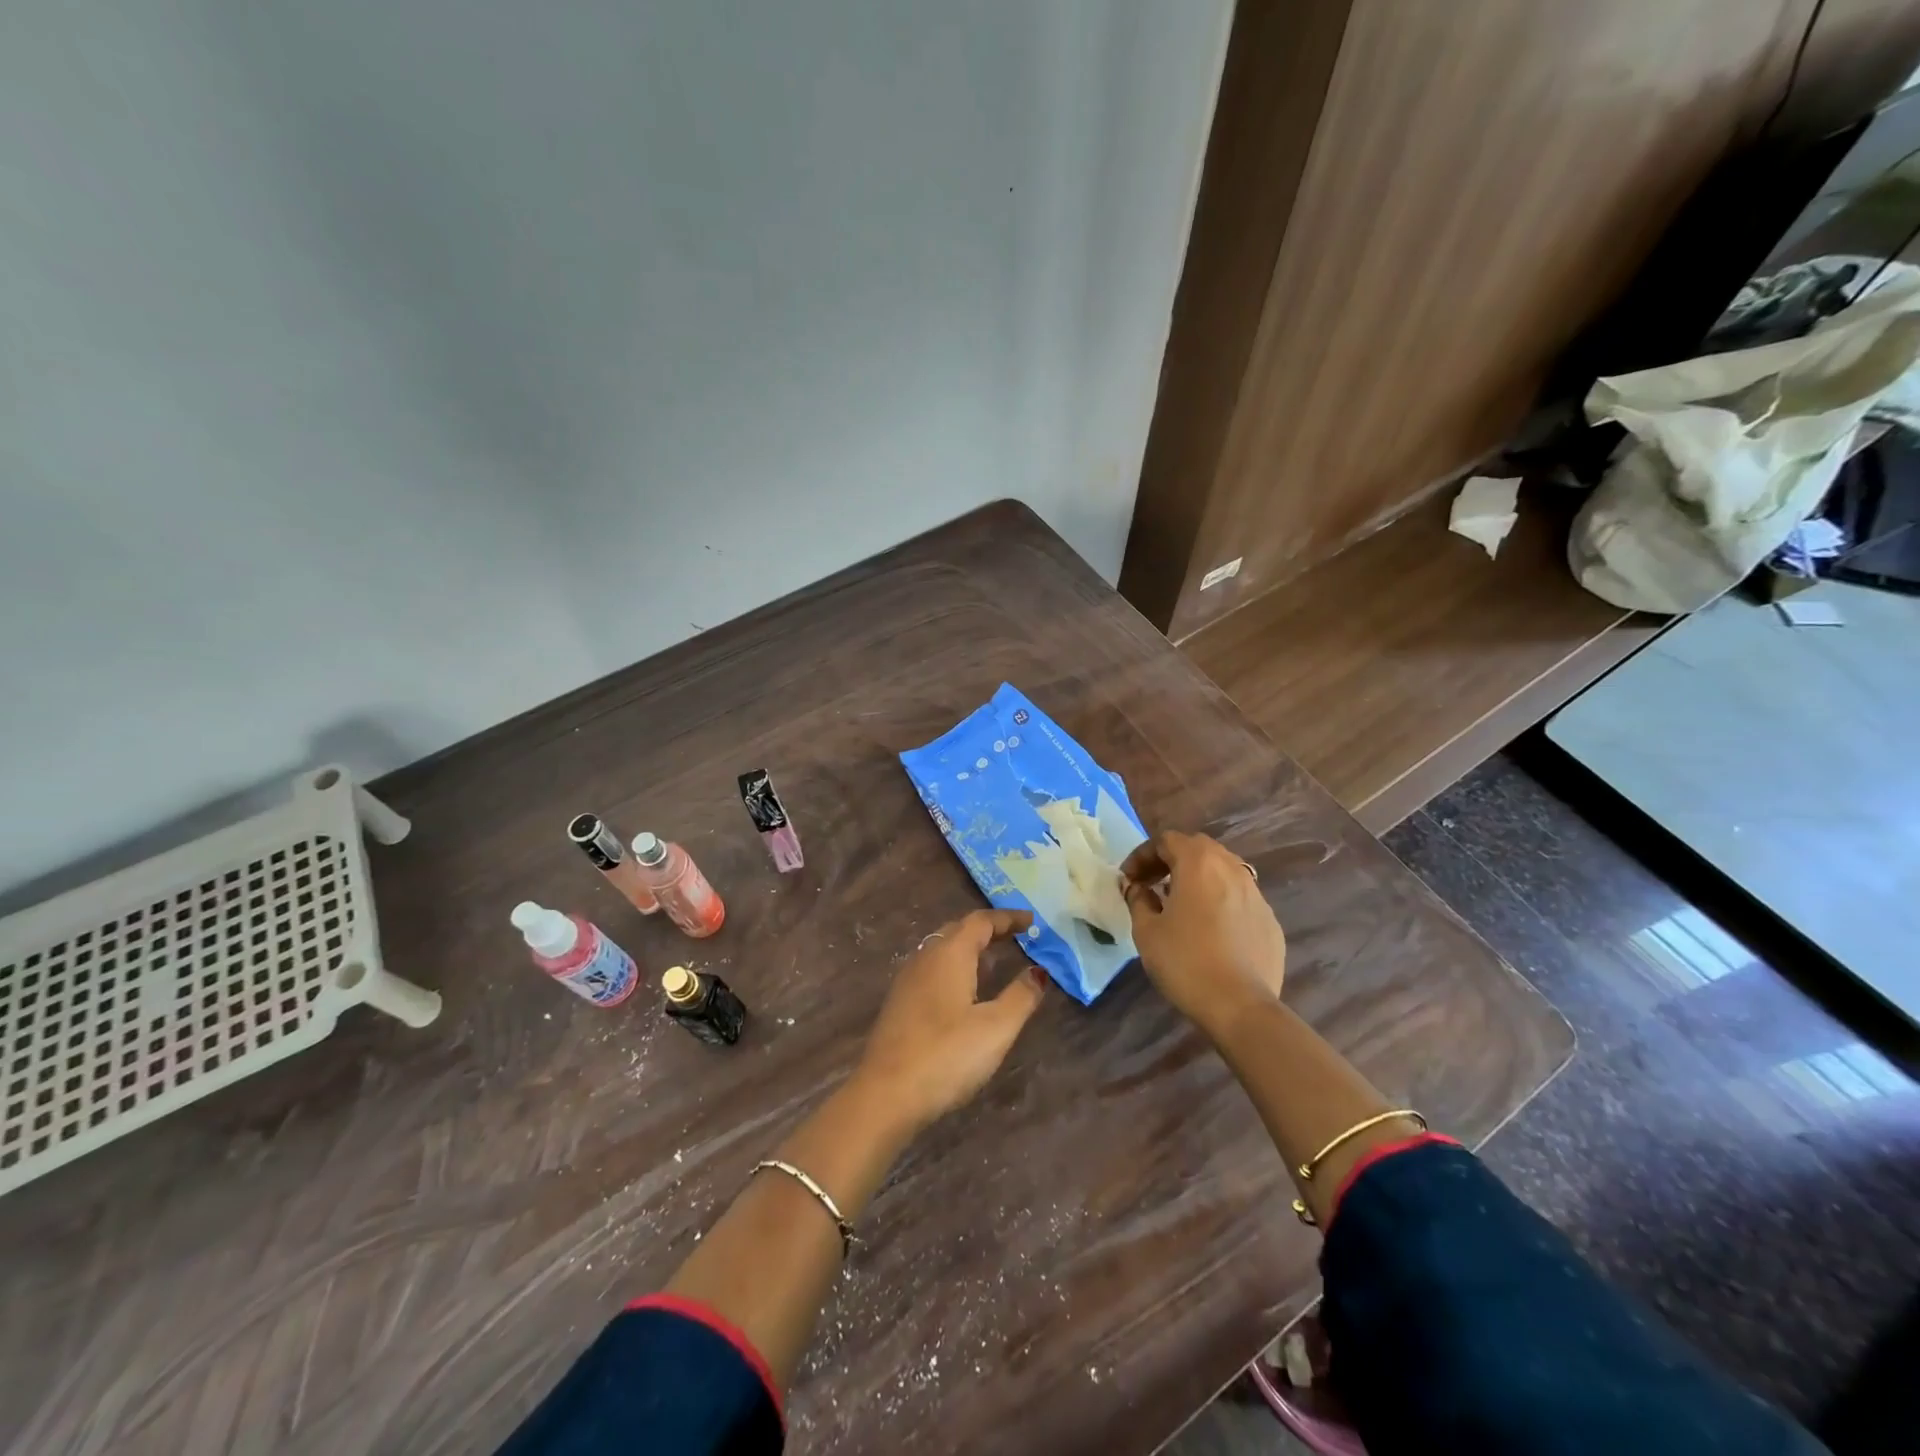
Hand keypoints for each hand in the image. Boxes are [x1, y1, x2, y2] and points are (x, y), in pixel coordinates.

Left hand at [852, 909, 1044, 1135]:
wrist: (886, 1094)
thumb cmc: (946, 1055)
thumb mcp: (996, 1028)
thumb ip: (1020, 996)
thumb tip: (1038, 971)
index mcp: (950, 954)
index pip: (980, 921)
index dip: (1007, 918)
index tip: (1031, 920)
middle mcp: (926, 957)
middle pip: (958, 930)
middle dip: (987, 929)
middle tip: (1015, 935)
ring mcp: (908, 980)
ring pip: (942, 949)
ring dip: (968, 947)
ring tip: (993, 958)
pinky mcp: (899, 1003)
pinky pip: (932, 969)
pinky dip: (954, 966)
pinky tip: (963, 989)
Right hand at [1120, 831, 1286, 1037]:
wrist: (1240, 1006)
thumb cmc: (1185, 962)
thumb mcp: (1146, 930)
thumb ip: (1138, 899)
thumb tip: (1136, 887)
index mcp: (1199, 863)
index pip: (1166, 840)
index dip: (1141, 856)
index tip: (1128, 880)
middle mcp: (1231, 868)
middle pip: (1198, 848)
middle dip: (1170, 860)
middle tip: (1151, 884)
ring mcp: (1256, 894)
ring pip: (1223, 870)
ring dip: (1197, 878)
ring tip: (1180, 903)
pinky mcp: (1270, 920)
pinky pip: (1239, 898)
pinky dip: (1219, 900)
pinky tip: (1209, 928)